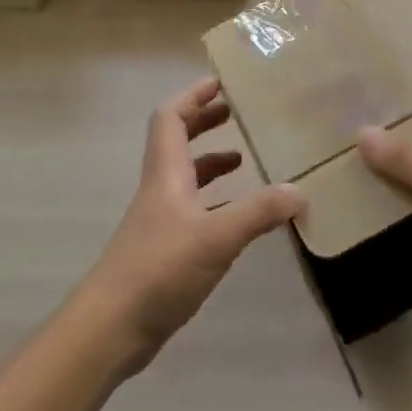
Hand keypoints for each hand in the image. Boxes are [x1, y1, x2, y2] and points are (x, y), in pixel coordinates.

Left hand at [79, 77, 304, 376]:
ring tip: (244, 158)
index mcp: (166, 173)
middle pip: (177, 140)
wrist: (111, 327)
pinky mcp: (164, 248)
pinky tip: (238, 216)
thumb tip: (300, 191)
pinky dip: (215, 201)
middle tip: (236, 112)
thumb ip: (258, 213)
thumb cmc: (159, 268)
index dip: (193, 96)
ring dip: (210, 161)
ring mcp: (160, 220)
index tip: (221, 83)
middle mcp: (160, 188)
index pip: (171, 117)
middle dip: (204, 121)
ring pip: (185, 176)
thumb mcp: (216, 237)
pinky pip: (193, 209)